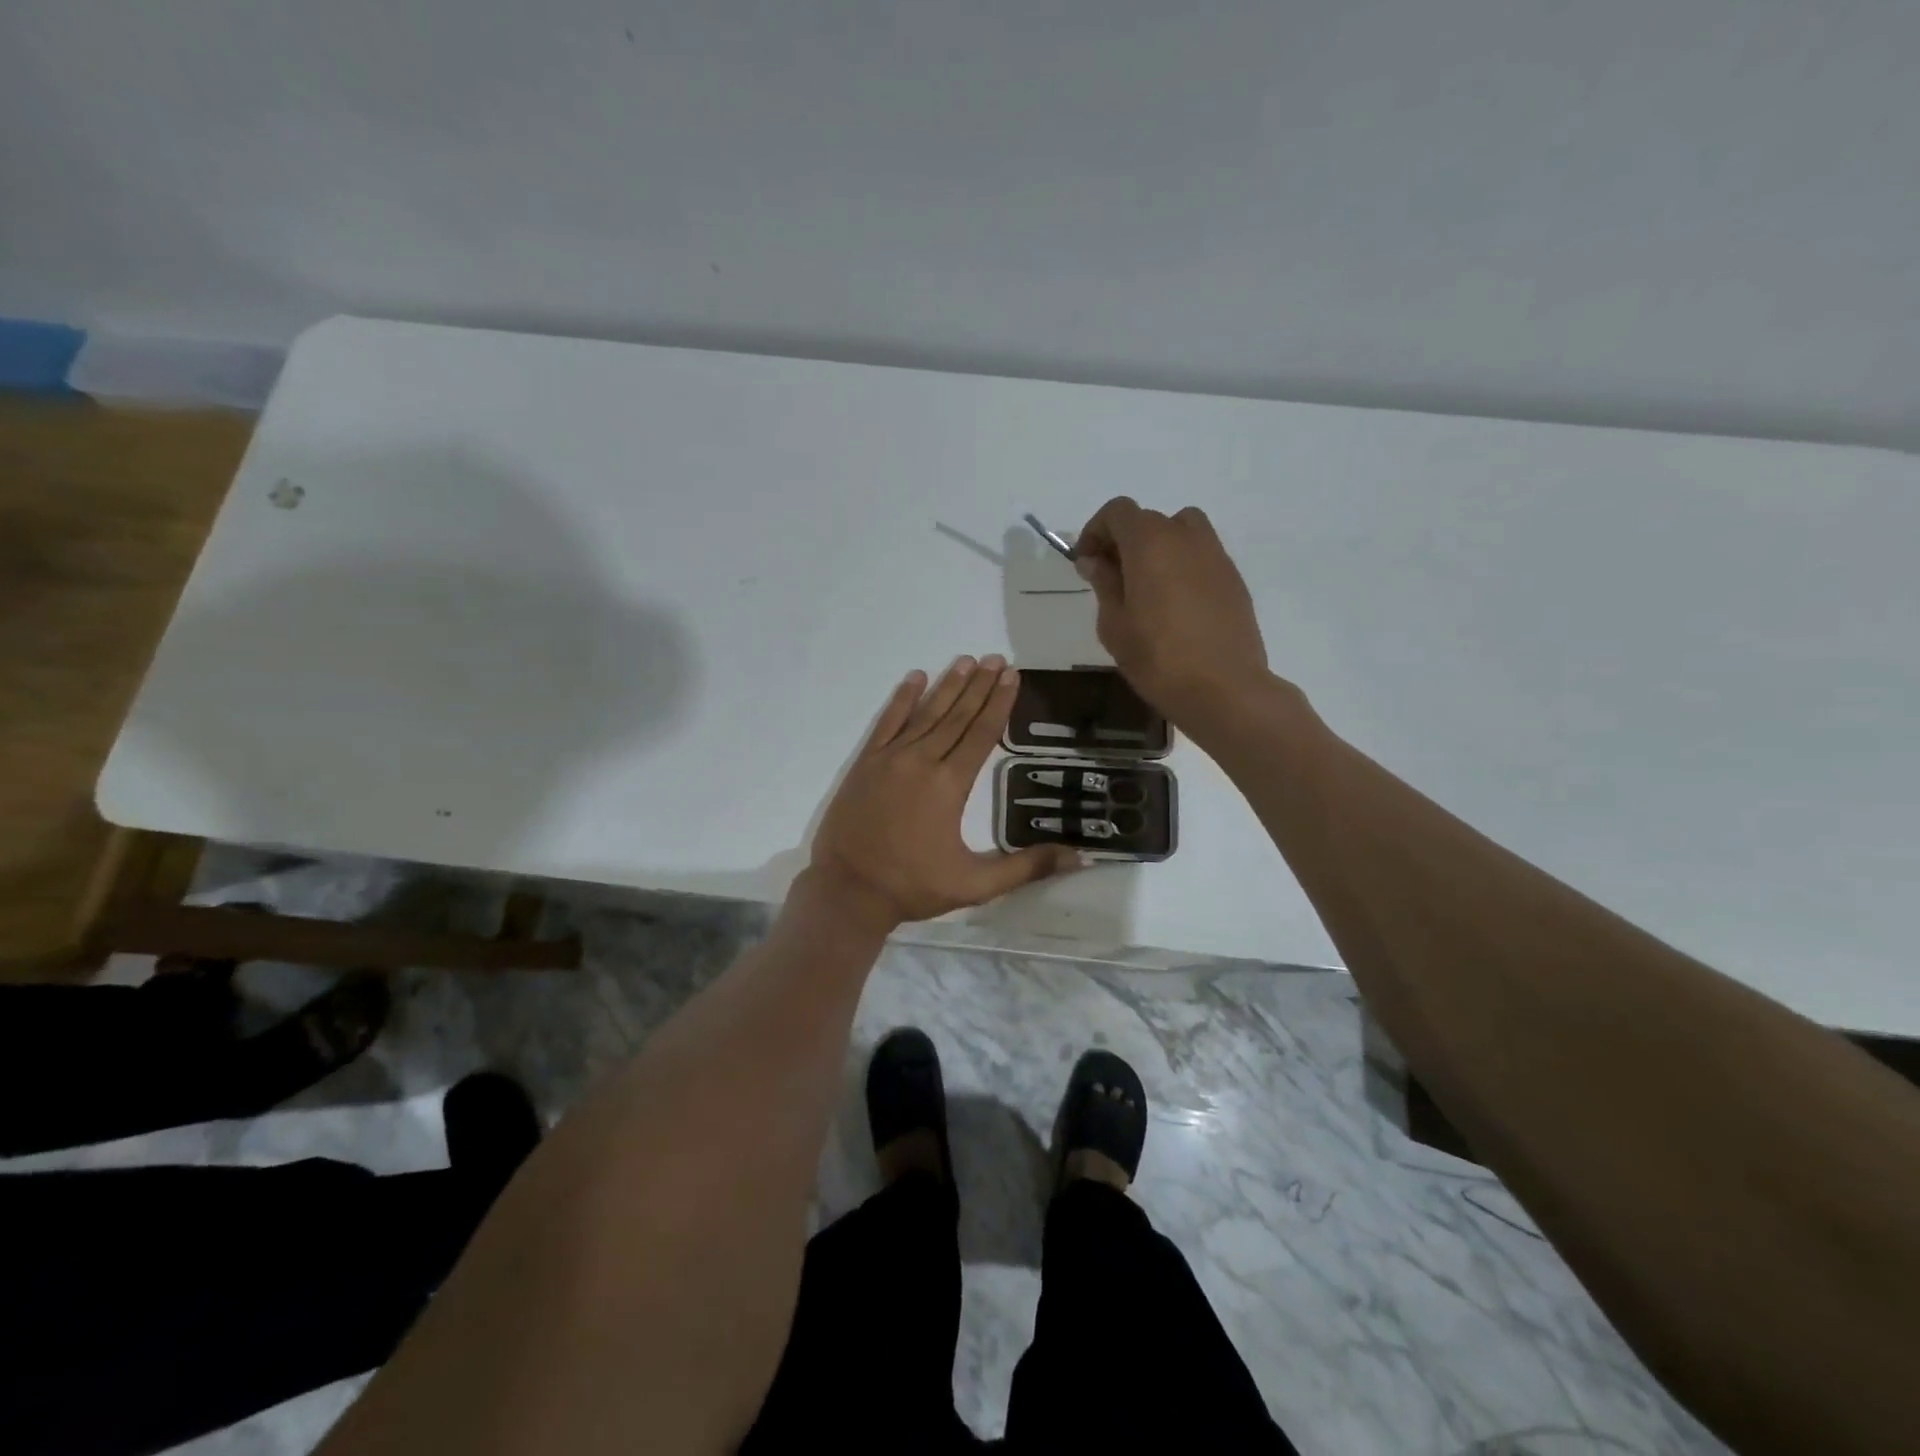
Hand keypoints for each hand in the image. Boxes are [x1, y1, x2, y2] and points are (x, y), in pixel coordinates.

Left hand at [808, 656, 1080, 931]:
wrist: (848, 890)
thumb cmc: (913, 887)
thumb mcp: (975, 885)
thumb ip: (1026, 868)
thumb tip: (1078, 857)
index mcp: (950, 785)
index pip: (982, 733)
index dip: (999, 703)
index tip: (1012, 675)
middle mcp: (922, 761)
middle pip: (957, 716)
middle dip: (979, 685)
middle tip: (996, 658)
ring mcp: (890, 758)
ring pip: (925, 713)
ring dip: (947, 685)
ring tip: (966, 661)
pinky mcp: (865, 763)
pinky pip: (887, 722)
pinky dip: (901, 698)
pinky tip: (915, 677)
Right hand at [1075, 497, 1275, 729]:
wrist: (1224, 688)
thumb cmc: (1158, 658)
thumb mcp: (1114, 625)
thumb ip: (1104, 584)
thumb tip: (1096, 561)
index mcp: (1150, 543)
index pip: (1118, 511)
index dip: (1096, 531)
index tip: (1086, 562)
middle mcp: (1186, 537)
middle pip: (1149, 519)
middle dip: (1124, 540)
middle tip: (1111, 578)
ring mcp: (1216, 556)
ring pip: (1181, 531)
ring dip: (1158, 547)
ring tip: (1147, 585)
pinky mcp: (1234, 579)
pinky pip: (1201, 556)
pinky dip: (1182, 565)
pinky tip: (1175, 605)